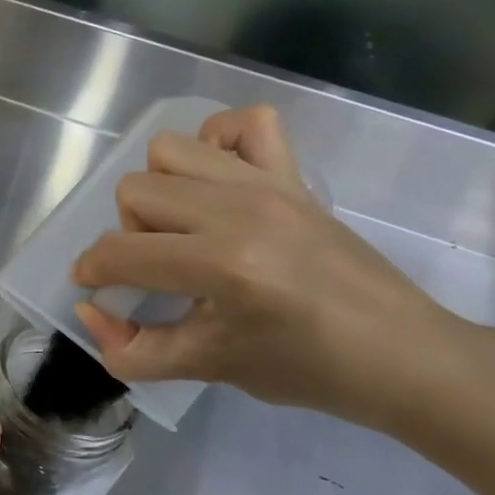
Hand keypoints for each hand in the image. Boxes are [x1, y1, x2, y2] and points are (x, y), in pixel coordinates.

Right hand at [72, 106, 475, 428]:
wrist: (405, 357)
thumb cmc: (308, 371)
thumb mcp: (207, 369)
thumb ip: (132, 349)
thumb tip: (89, 312)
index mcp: (222, 265)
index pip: (121, 252)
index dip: (93, 271)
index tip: (95, 288)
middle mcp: (240, 210)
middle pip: (135, 189)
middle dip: (130, 231)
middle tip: (158, 265)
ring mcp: (269, 185)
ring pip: (171, 149)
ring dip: (162, 187)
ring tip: (185, 225)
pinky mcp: (294, 176)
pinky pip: (244, 123)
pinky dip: (219, 141)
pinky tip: (220, 183)